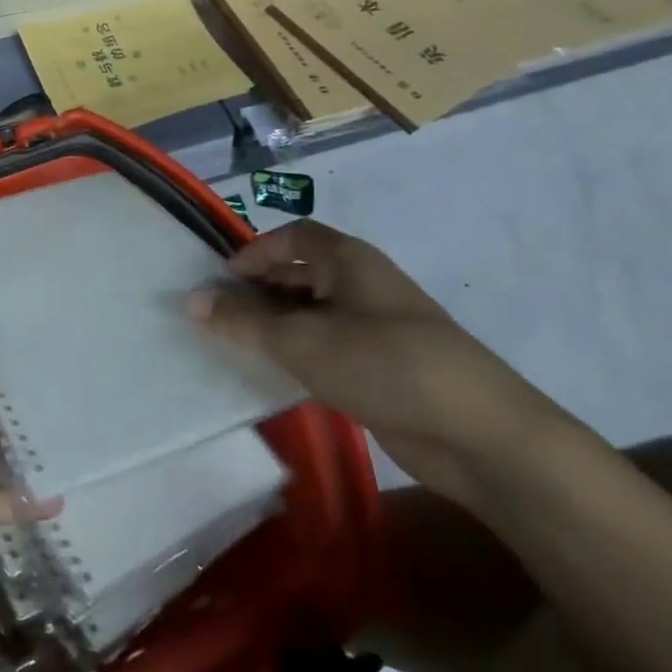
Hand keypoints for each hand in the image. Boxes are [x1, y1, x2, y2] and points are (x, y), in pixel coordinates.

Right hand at [189, 220, 569, 505]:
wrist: (480, 435)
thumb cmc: (383, 364)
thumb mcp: (299, 340)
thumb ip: (240, 321)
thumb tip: (191, 300)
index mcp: (348, 260)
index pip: (292, 235)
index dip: (254, 251)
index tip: (222, 281)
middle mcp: (363, 285)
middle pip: (300, 273)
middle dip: (259, 291)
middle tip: (220, 317)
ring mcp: (378, 327)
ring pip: (313, 314)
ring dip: (277, 326)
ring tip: (239, 347)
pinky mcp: (385, 367)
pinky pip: (330, 347)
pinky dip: (301, 354)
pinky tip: (278, 376)